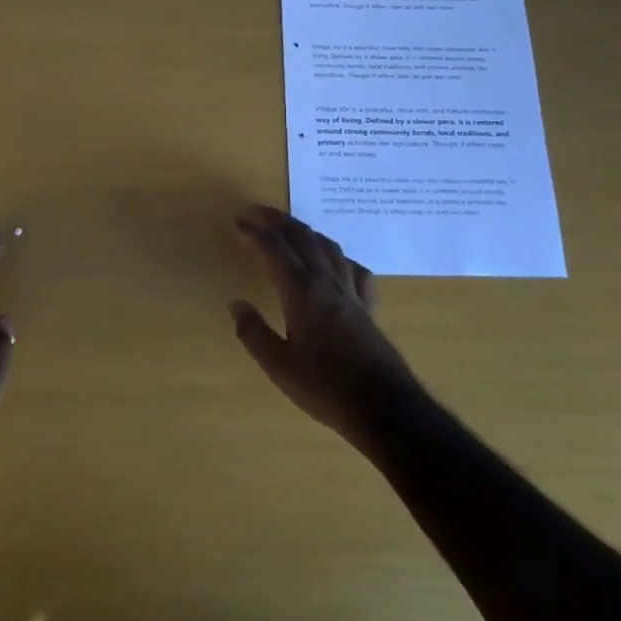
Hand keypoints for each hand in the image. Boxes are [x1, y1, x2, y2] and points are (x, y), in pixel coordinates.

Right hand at [230, 205, 423, 449]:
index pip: (275, 250)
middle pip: (303, 238)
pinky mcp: (368, 307)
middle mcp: (327, 282)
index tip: (238, 222)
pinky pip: (354, 270)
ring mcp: (351, 293)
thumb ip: (254, 332)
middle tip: (257, 212)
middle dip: (279, 221)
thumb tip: (236, 303)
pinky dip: (339, 257)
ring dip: (306, 232)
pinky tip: (336, 263)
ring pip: (329, 247)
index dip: (255, 233)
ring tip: (291, 229)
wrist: (384, 407)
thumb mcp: (279, 366)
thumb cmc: (325, 387)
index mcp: (302, 292)